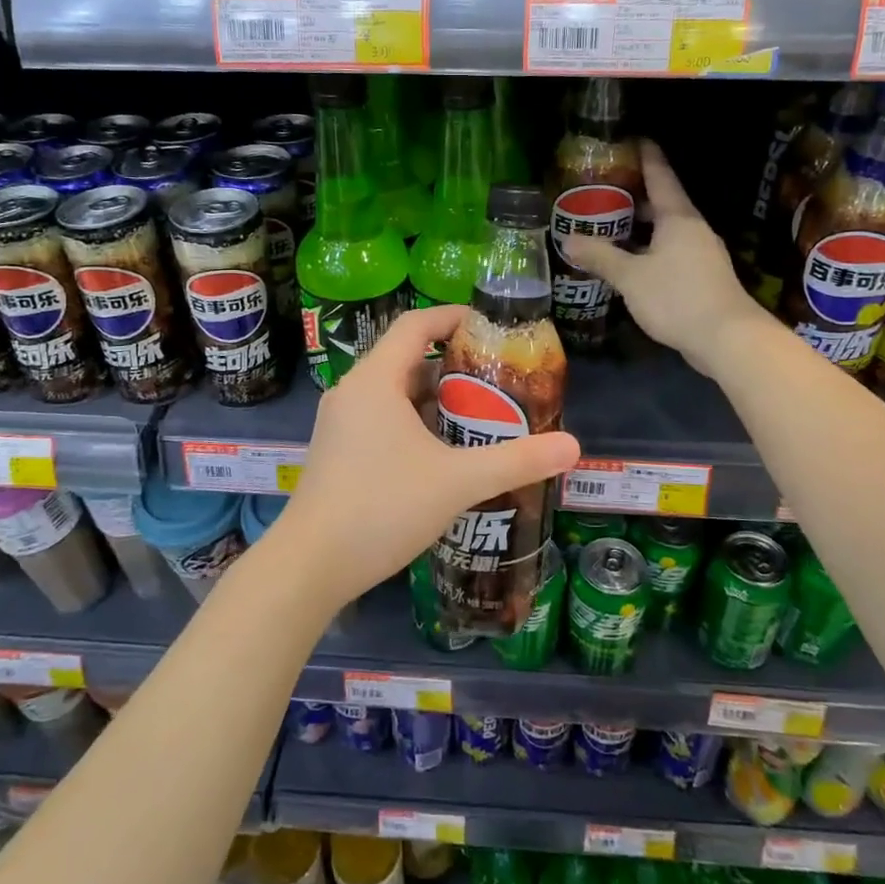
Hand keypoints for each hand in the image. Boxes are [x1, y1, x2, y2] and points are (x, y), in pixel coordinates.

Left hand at [271, 304, 580, 610]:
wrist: (310, 566)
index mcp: (375, 381)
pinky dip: (413, 422)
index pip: (415, 326)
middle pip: (406, 360)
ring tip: (478, 415)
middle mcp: (352, 393)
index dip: (452, 317)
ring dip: (433, 399)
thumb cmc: (382, 508)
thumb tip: (574, 446)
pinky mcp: (336, 453)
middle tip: (496, 379)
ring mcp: (339, 425)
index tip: (489, 324)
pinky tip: (441, 453)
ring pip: (393, 394)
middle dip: (452, 366)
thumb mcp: (457, 482)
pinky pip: (380, 420)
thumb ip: (516, 461)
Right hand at [566, 140, 772, 377]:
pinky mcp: (702, 277)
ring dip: (641, 227)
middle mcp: (693, 229)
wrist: (726, 338)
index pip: (661, 176)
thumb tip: (568, 241)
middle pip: (662, 203)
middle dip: (635, 196)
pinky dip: (649, 250)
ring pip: (666, 231)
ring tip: (610, 226)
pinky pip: (671, 252)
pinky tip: (631, 262)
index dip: (647, 156)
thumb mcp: (631, 277)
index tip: (635, 139)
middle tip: (604, 190)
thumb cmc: (677, 297)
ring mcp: (701, 254)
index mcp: (678, 218)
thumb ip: (600, 257)